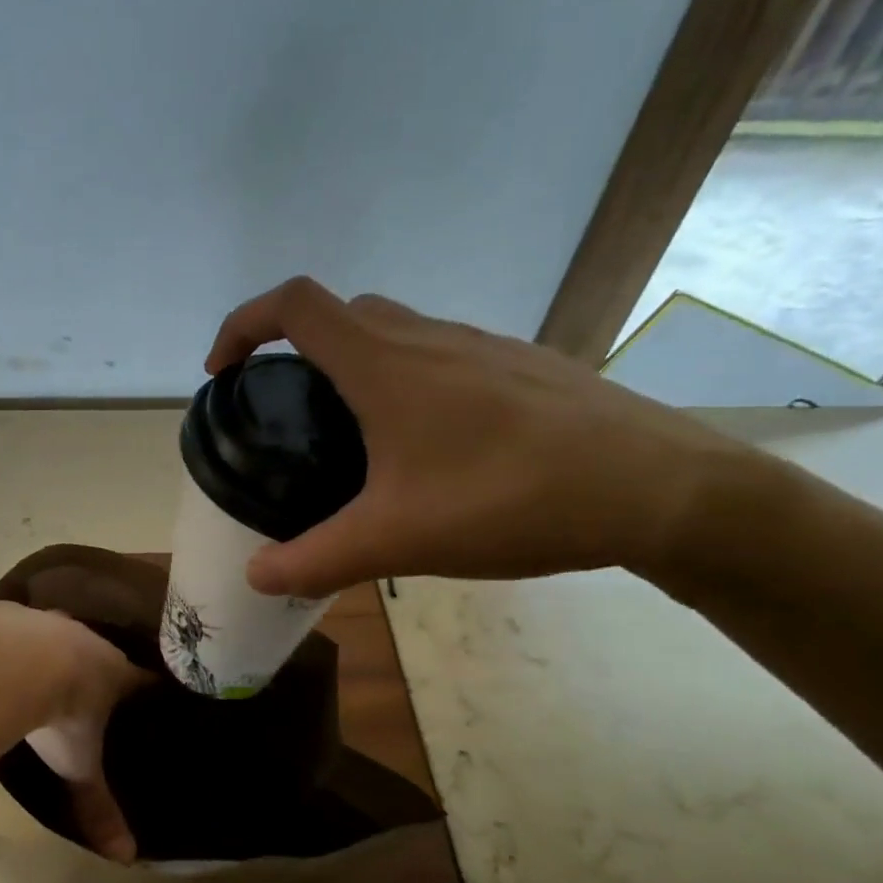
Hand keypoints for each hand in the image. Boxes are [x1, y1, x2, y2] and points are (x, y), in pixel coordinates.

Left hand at [0, 603, 149, 862]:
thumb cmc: (58, 715)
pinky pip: (18, 626)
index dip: (147, 689)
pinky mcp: (9, 614)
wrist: (8, 665)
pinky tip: (3, 658)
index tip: (150, 697)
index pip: (144, 678)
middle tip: (94, 689)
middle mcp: (87, 639)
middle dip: (98, 669)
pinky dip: (15, 641)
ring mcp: (47, 621)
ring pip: (60, 634)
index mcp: (114, 671)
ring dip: (56, 650)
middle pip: (101, 652)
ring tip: (47, 671)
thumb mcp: (78, 765)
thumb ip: (98, 807)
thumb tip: (126, 858)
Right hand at [206, 277, 746, 595]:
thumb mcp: (397, 540)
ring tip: (350, 439)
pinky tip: (428, 449)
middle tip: (286, 414)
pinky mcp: (521, 367)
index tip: (223, 373)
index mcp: (385, 364)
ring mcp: (482, 346)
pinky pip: (440, 357)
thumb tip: (256, 577)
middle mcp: (429, 337)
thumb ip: (316, 560)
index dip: (242, 325)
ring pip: (394, 334)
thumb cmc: (512, 500)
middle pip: (340, 315)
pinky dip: (406, 382)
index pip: (292, 305)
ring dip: (354, 367)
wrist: (659, 490)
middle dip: (295, 352)